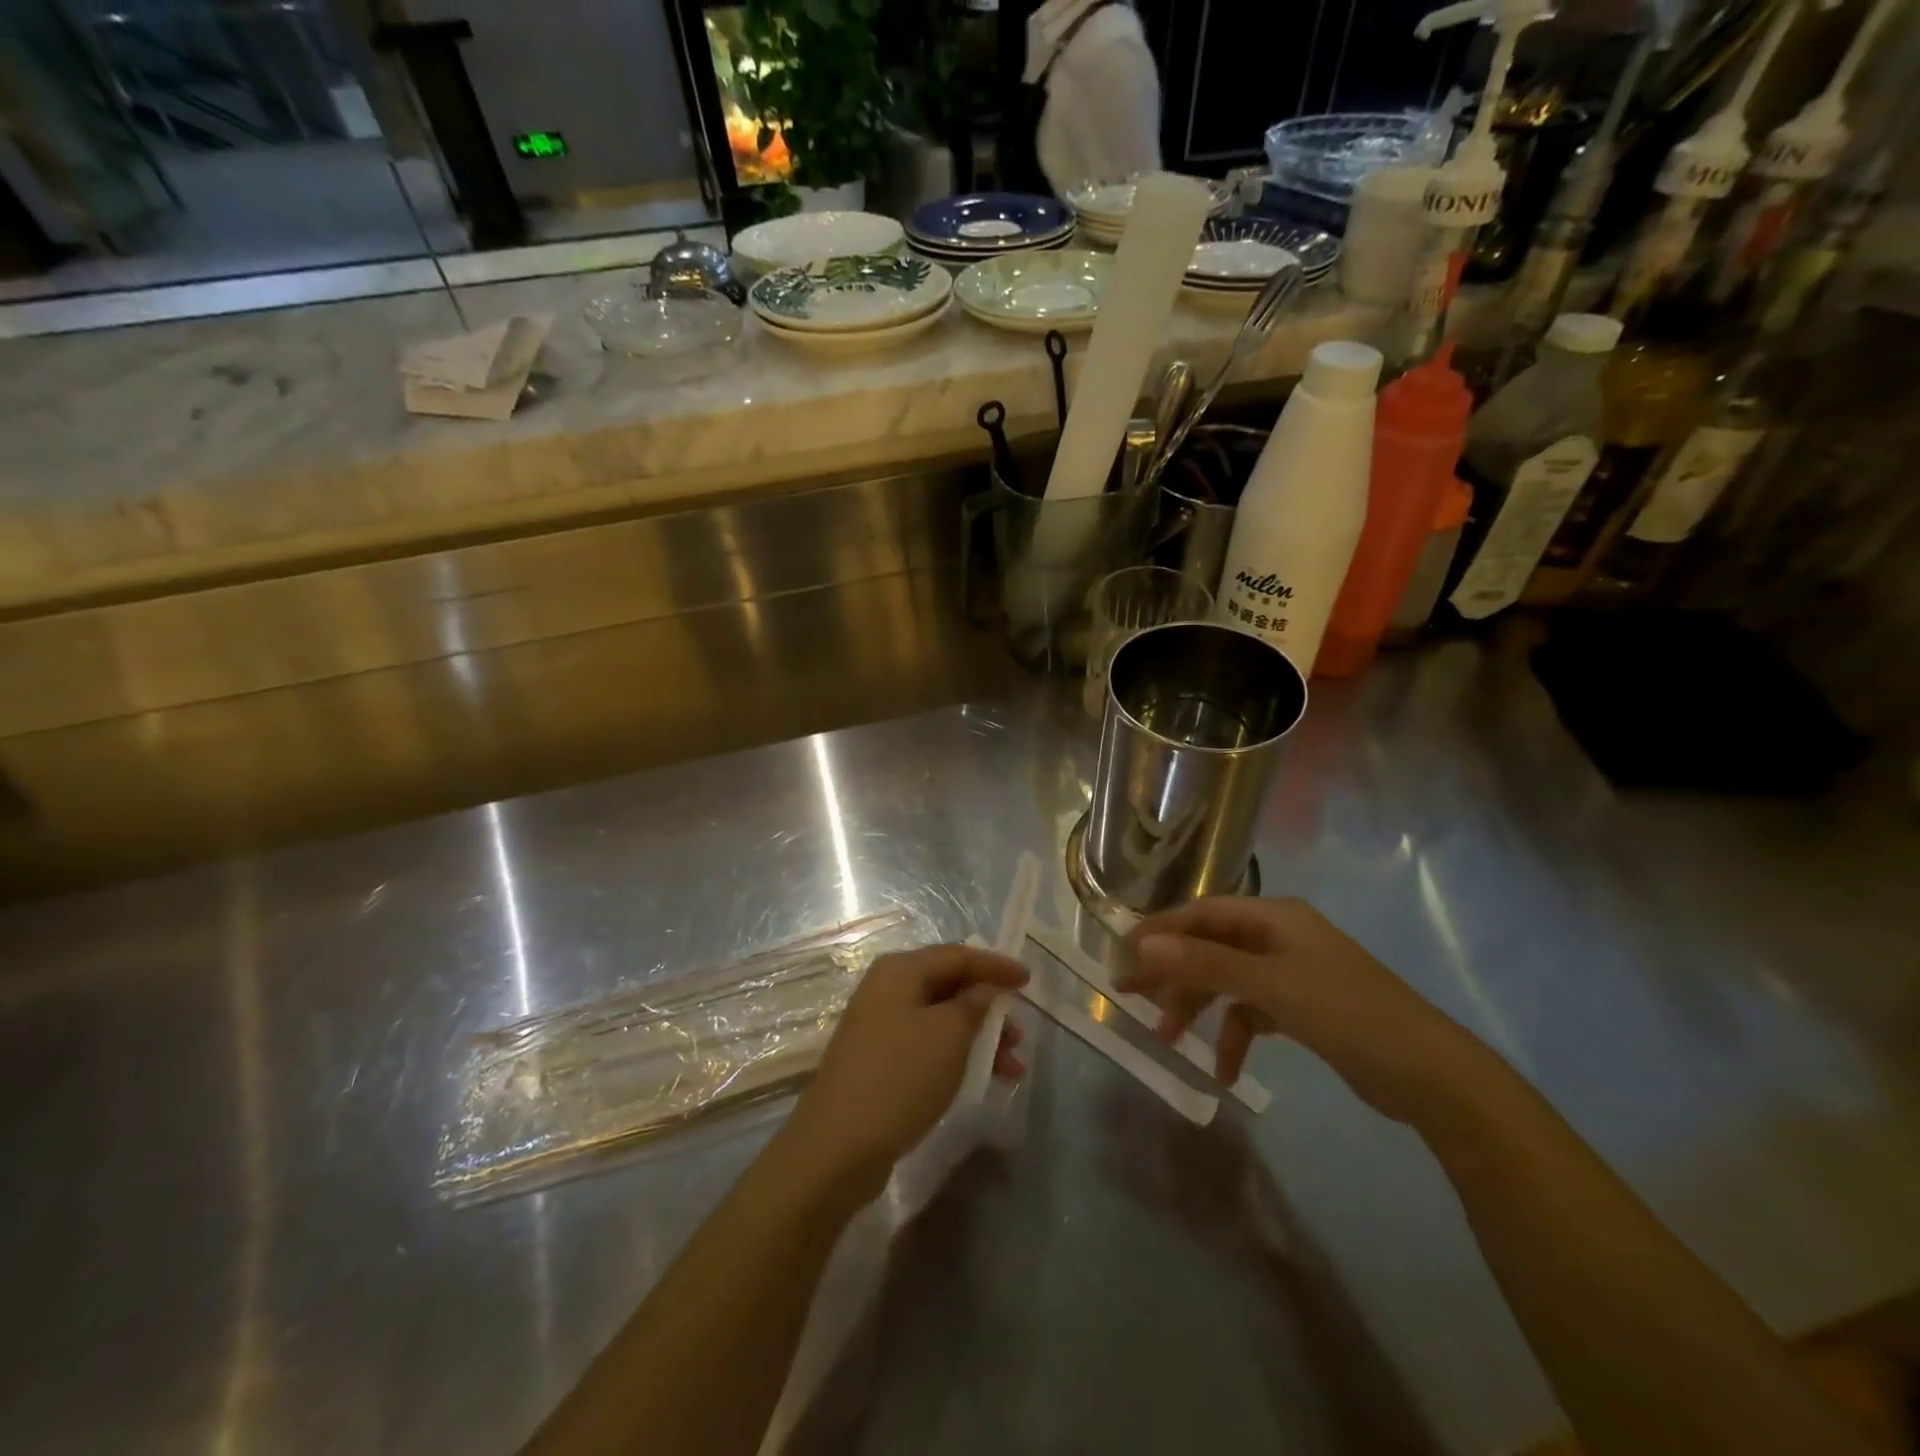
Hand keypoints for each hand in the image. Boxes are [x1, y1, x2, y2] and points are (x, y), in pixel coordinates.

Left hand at [779, 944, 1027, 1202]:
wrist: (837, 1146)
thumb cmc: (899, 1077)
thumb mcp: (948, 1035)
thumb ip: (974, 1004)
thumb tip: (984, 989)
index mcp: (899, 971)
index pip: (957, 955)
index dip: (995, 965)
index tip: (1029, 980)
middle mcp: (886, 989)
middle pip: (948, 985)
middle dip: (988, 1007)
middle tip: (1019, 1033)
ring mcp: (878, 1026)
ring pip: (940, 1019)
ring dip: (978, 1037)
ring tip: (1011, 1068)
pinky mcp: (877, 1060)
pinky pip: (927, 1044)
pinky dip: (956, 1055)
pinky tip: (979, 1079)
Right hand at [1117, 897, 1487, 1124]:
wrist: (1432, 1076)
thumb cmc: (1347, 1014)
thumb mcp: (1269, 986)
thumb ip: (1204, 964)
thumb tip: (1143, 945)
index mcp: (1274, 917)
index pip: (1202, 913)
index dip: (1160, 931)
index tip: (1123, 955)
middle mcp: (1280, 936)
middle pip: (1210, 946)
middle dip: (1173, 973)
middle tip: (1132, 997)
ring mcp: (1293, 972)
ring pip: (1228, 981)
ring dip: (1199, 1007)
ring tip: (1170, 1039)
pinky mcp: (1304, 1008)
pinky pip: (1253, 1012)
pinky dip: (1235, 1035)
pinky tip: (1227, 1071)